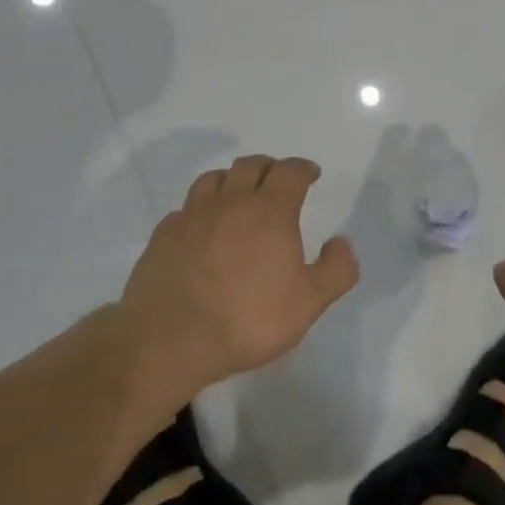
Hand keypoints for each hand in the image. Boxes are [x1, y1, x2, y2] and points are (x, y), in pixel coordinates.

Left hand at [122, 155, 359, 390]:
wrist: (171, 339)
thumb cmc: (249, 318)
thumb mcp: (310, 302)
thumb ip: (336, 269)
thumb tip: (341, 242)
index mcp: (270, 211)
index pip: (290, 172)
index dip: (303, 168)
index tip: (311, 174)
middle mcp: (230, 202)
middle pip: (250, 166)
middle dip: (269, 167)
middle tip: (278, 179)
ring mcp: (192, 216)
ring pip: (213, 179)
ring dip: (232, 180)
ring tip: (238, 194)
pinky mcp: (163, 235)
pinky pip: (186, 208)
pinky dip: (200, 209)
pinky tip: (203, 227)